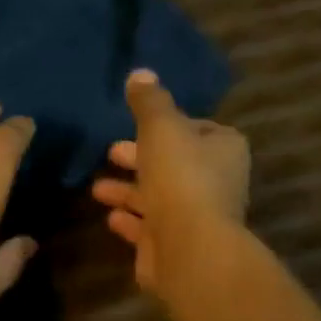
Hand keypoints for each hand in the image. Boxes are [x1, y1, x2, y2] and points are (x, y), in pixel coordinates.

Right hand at [91, 69, 249, 298]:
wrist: (189, 247)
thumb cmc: (180, 177)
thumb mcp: (161, 127)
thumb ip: (149, 101)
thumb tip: (140, 73)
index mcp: (223, 148)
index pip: (197, 129)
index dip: (168, 125)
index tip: (139, 124)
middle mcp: (215, 182)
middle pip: (173, 163)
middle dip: (140, 158)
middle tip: (111, 152)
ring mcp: (196, 217)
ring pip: (158, 197)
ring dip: (128, 191)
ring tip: (97, 188)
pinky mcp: (175, 246)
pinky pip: (149, 228)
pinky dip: (130, 220)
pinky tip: (110, 217)